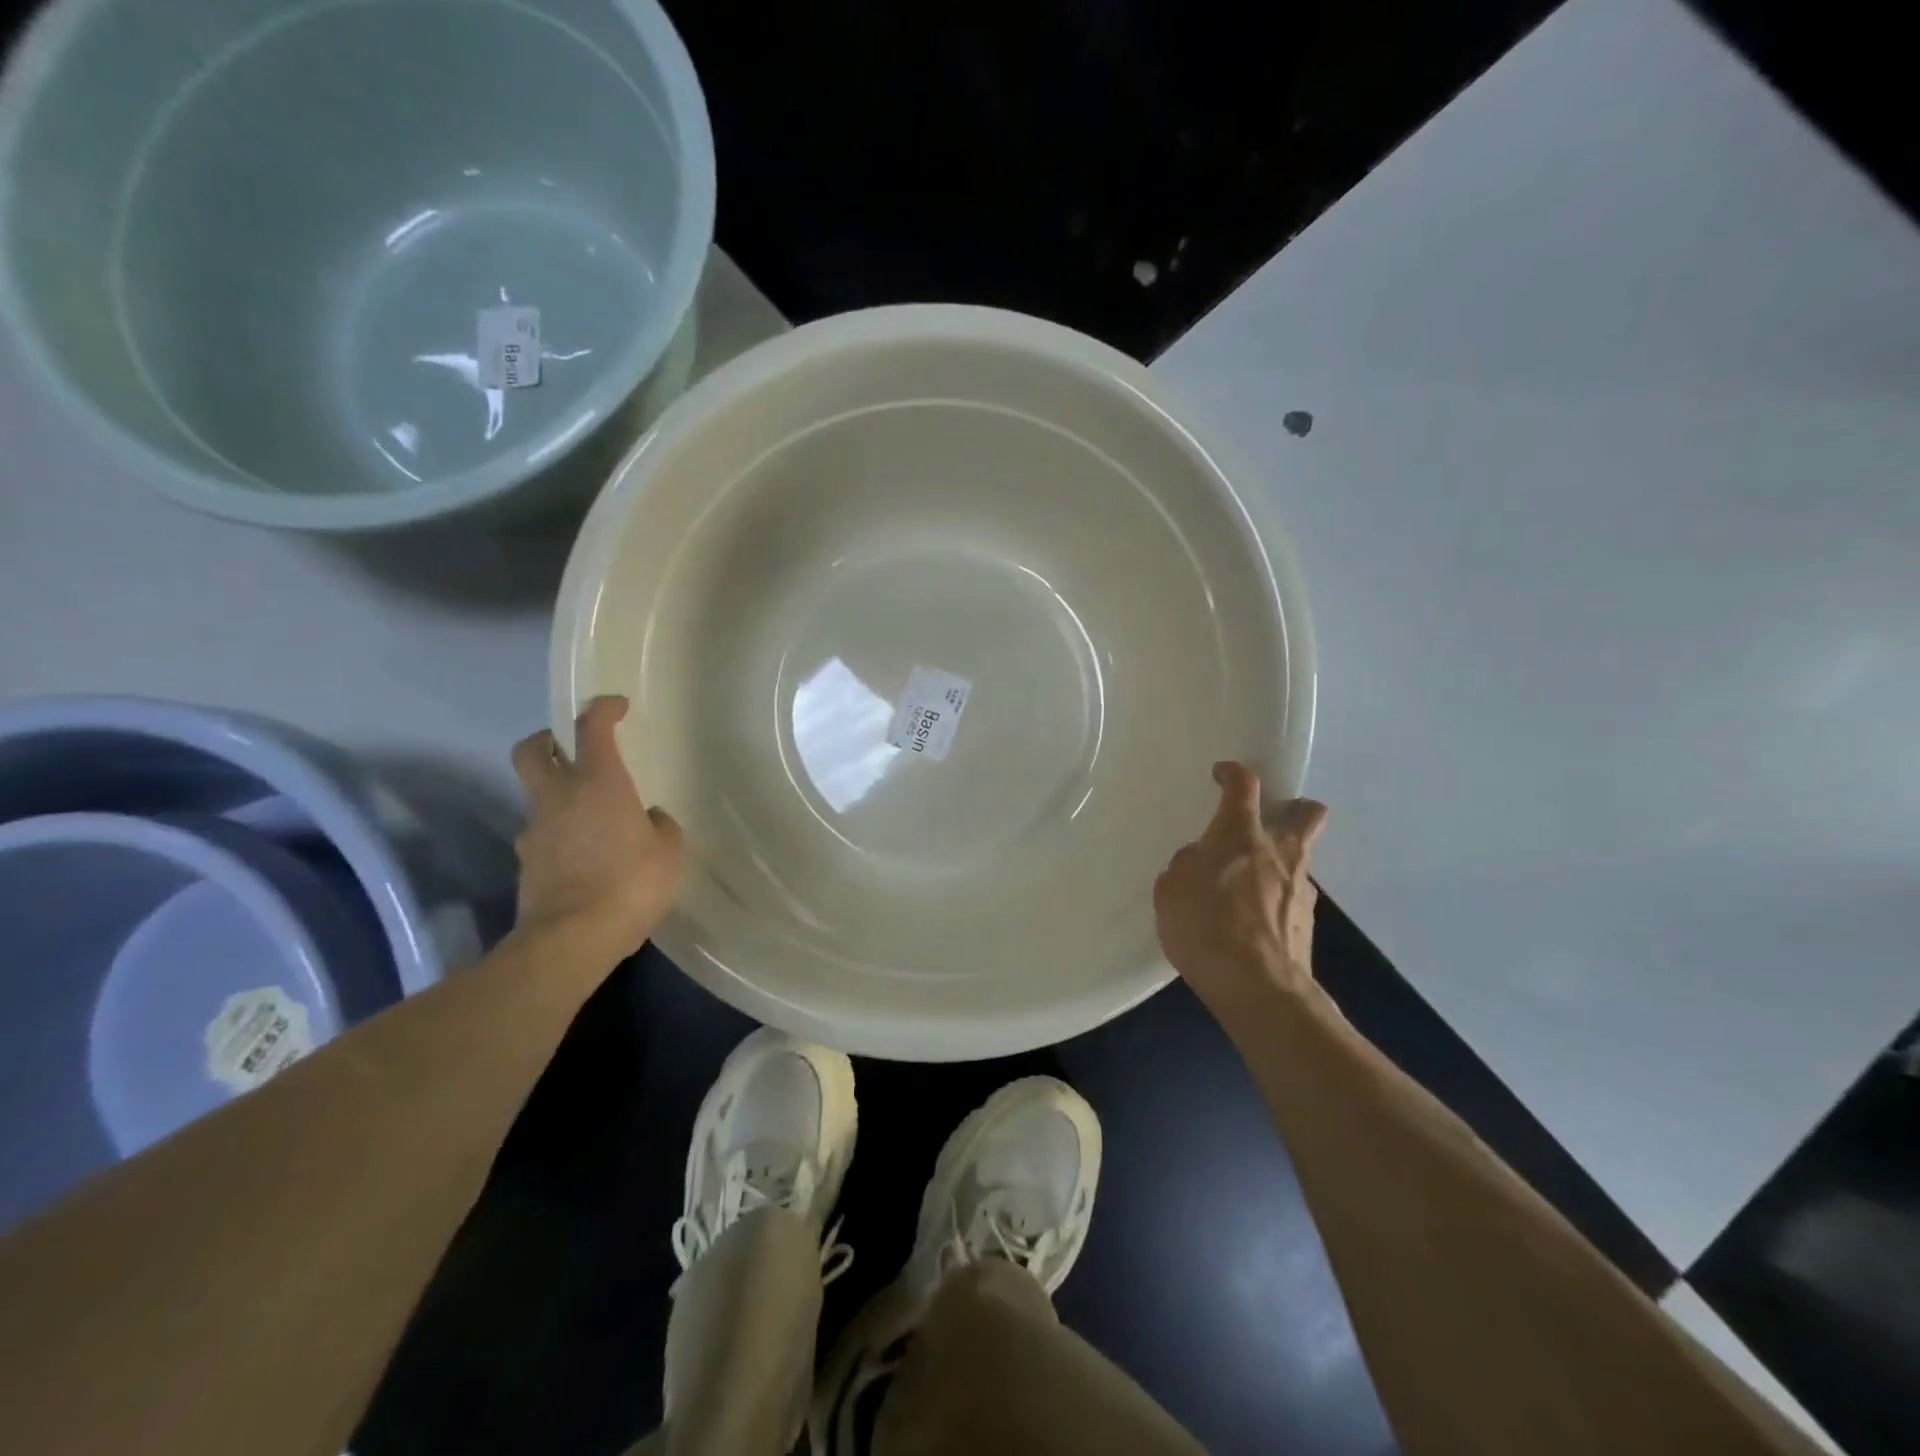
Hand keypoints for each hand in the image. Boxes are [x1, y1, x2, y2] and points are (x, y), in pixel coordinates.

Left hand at [510, 696, 684, 962]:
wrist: (570, 940)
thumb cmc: (630, 884)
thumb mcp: (670, 852)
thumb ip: (660, 826)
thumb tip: (648, 819)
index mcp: (598, 784)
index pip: (592, 728)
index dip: (602, 709)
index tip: (616, 706)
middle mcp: (558, 798)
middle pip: (531, 751)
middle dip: (547, 740)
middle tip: (569, 747)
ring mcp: (535, 832)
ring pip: (536, 797)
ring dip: (557, 796)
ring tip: (591, 819)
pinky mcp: (527, 865)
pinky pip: (544, 837)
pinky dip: (560, 836)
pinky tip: (585, 857)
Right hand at [1153, 762, 1327, 1010]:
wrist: (1258, 988)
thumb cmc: (1206, 926)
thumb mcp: (1171, 890)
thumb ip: (1186, 866)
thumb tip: (1201, 862)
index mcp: (1240, 835)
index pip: (1244, 786)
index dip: (1233, 773)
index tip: (1223, 774)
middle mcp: (1279, 852)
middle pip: (1307, 813)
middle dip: (1294, 808)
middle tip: (1268, 822)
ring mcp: (1301, 888)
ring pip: (1299, 860)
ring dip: (1279, 863)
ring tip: (1246, 889)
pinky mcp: (1307, 924)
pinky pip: (1291, 898)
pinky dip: (1274, 902)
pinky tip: (1251, 923)